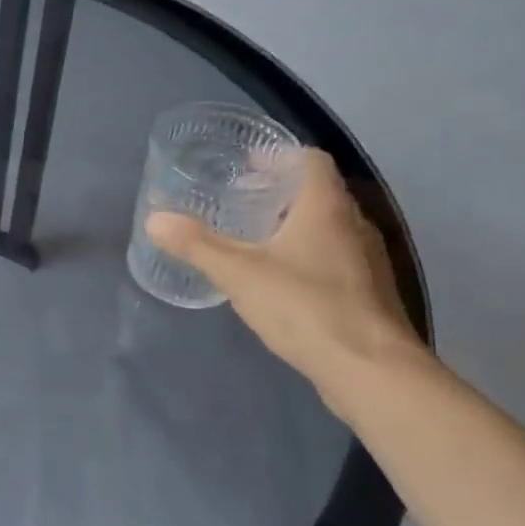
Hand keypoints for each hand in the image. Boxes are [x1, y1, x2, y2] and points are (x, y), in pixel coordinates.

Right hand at [146, 150, 423, 401]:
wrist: (370, 369)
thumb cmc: (304, 307)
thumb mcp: (238, 274)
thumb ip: (196, 245)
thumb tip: (154, 219)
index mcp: (326, 207)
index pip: (310, 160)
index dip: (280, 156)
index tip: (247, 164)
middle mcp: (354, 224)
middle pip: (319, 192)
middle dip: (280, 192)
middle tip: (240, 200)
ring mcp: (367, 260)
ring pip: (328, 227)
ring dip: (295, 225)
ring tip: (255, 238)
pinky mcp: (368, 292)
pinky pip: (336, 258)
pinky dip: (308, 255)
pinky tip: (281, 279)